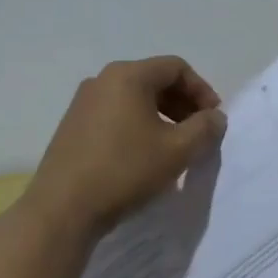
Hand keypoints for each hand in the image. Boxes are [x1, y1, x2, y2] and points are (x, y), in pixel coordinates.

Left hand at [23, 56, 226, 236]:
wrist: (62, 209)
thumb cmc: (125, 170)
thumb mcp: (178, 150)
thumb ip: (205, 128)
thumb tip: (215, 117)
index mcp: (128, 76)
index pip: (176, 68)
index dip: (201, 90)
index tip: (213, 118)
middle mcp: (102, 80)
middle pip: (154, 79)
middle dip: (182, 103)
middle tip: (198, 131)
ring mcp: (83, 102)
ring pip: (134, 98)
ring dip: (161, 115)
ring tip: (175, 144)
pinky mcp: (73, 125)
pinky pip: (115, 113)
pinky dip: (138, 124)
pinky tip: (144, 154)